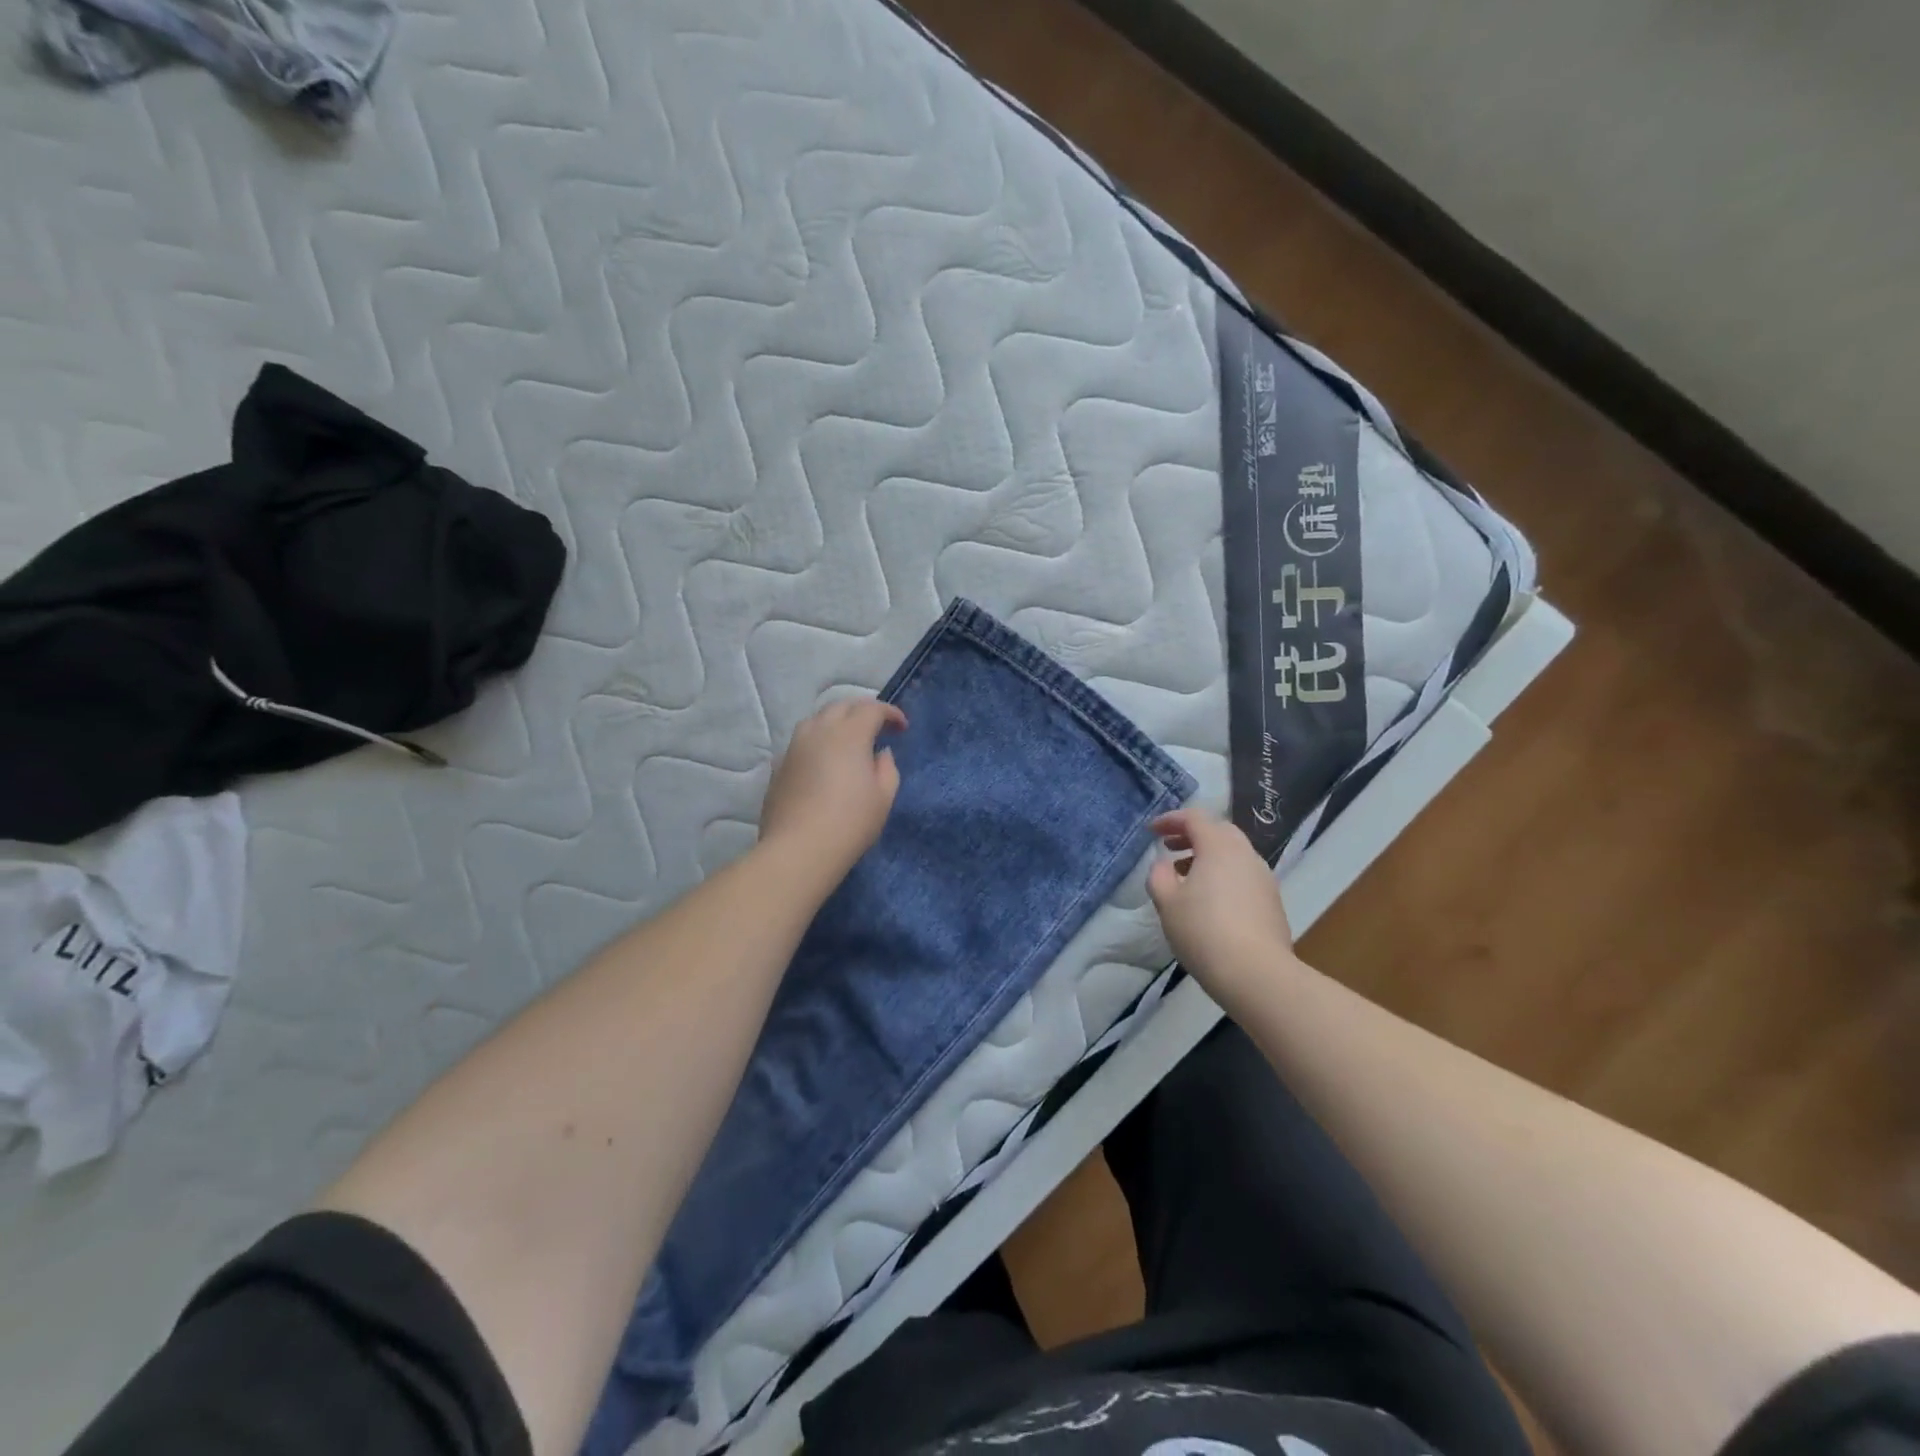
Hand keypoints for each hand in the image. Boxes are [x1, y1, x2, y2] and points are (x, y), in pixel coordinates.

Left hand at [759, 698, 907, 876]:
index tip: (902, 727)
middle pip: (841, 706)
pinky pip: (801, 742)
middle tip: (876, 728)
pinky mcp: (778, 766)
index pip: (872, 708)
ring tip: (847, 742)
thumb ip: (887, 768)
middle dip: (861, 711)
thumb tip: (880, 754)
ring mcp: (794, 747)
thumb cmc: (850, 823)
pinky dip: (817, 742)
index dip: (890, 713)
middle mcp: (819, 731)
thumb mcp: (883, 797)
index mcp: (849, 734)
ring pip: (816, 720)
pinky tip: (823, 762)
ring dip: (836, 722)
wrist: (798, 849)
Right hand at [1147, 807, 1297, 1004]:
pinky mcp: (1273, 901)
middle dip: (1192, 835)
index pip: (1194, 818)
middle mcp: (1246, 855)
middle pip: (1219, 831)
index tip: (1152, 831)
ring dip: (1209, 856)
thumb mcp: (1167, 903)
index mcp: (1219, 847)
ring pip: (1234, 854)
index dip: (1170, 820)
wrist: (1257, 974)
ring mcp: (1264, 878)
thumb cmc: (1204, 931)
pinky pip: (1244, 875)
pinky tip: (1210, 901)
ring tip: (1186, 877)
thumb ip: (1160, 876)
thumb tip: (1165, 865)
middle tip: (1170, 848)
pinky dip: (1224, 875)